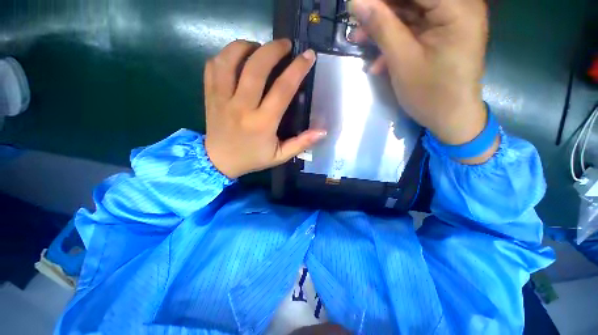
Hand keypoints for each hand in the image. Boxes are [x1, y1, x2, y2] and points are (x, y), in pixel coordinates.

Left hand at [204, 40, 325, 178]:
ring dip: (246, 46)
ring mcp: (222, 99)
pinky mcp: (210, 95)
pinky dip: (226, 55)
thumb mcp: (280, 156)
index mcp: (262, 123)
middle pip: (256, 68)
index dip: (297, 69)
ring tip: (259, 48)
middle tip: (285, 44)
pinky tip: (237, 58)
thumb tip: (323, 131)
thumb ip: (301, 143)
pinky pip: (213, 66)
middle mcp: (241, 107)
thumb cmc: (253, 158)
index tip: (308, 56)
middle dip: (273, 49)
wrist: (219, 161)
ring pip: (230, 60)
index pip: (282, 90)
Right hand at [350, 0, 497, 162]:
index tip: (359, 4)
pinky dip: (393, 41)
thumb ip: (382, 27)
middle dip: (381, 10)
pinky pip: (413, 29)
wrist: (450, 118)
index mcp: (457, 8)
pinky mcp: (441, 35)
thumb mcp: (402, 60)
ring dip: (382, 27)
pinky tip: (377, 60)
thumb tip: (357, 1)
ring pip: (410, 12)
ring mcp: (449, 21)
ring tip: (358, 40)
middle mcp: (458, 7)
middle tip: (356, 21)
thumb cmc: (430, 93)